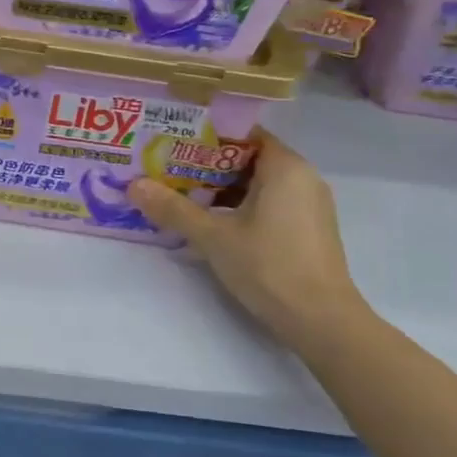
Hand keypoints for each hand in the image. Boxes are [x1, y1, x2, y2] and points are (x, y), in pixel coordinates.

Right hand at [130, 131, 364, 340]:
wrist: (323, 322)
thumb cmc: (270, 267)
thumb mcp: (213, 237)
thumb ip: (173, 209)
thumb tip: (133, 186)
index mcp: (285, 167)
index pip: (243, 134)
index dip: (207, 135)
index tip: (174, 142)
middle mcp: (303, 177)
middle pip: (248, 158)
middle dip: (208, 165)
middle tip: (168, 169)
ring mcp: (309, 205)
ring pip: (258, 183)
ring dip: (222, 188)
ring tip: (182, 195)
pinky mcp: (309, 230)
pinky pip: (270, 203)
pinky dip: (241, 206)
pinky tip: (212, 222)